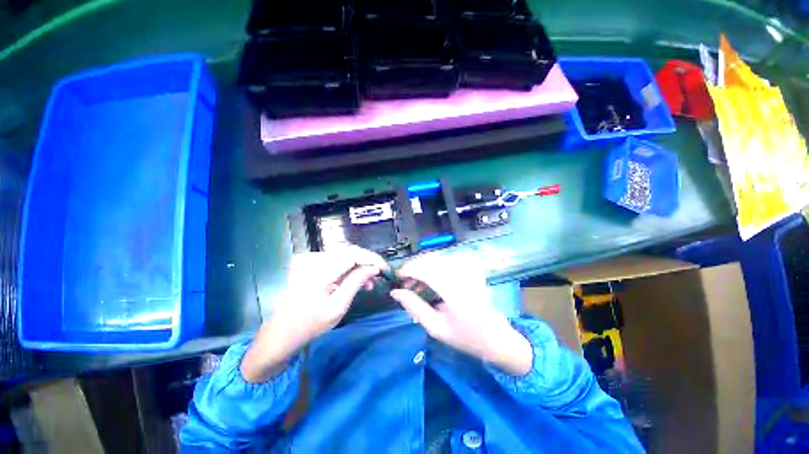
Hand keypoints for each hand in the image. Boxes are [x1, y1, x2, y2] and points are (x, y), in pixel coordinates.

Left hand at [241, 246, 387, 382]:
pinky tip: (354, 279)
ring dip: (358, 266)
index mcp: (318, 271)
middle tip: (378, 277)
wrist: (281, 332)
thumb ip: (356, 282)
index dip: (372, 258)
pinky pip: (335, 260)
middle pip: (349, 252)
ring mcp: (308, 259)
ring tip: (368, 283)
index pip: (353, 254)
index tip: (384, 268)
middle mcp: (312, 259)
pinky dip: (347, 268)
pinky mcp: (309, 262)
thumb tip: (374, 268)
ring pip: (343, 256)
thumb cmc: (310, 324)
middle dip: (367, 263)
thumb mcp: (338, 306)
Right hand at [390, 254, 532, 376]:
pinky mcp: (469, 268)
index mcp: (454, 290)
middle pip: (429, 259)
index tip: (396, 278)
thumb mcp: (436, 328)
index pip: (425, 268)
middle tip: (404, 283)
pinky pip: (444, 261)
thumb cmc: (466, 337)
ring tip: (414, 285)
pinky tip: (427, 281)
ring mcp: (468, 268)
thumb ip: (414, 307)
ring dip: (421, 267)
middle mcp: (462, 273)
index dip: (407, 269)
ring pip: (436, 257)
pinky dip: (431, 267)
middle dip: (412, 267)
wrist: (497, 337)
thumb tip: (395, 292)